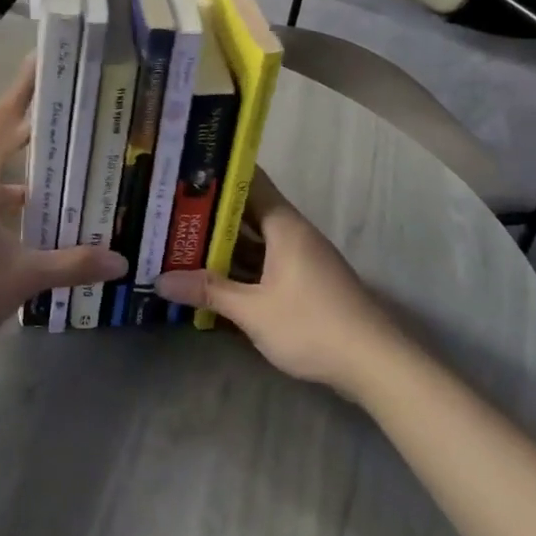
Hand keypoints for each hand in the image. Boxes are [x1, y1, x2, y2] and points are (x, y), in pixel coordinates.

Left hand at [0, 58, 127, 355]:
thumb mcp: (23, 276)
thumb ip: (72, 264)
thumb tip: (120, 263)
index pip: (2, 120)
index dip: (23, 90)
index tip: (37, 62)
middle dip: (24, 140)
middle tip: (59, 131)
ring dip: (8, 185)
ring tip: (43, 197)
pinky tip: (7, 234)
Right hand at [154, 172, 390, 391]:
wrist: (375, 365)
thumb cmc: (312, 325)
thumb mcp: (253, 310)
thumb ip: (208, 291)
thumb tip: (160, 280)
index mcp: (283, 225)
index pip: (249, 181)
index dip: (216, 174)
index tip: (181, 171)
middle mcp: (293, 233)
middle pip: (246, 212)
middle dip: (209, 213)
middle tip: (168, 209)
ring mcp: (300, 258)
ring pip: (254, 241)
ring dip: (222, 243)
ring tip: (179, 239)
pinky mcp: (304, 282)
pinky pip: (264, 262)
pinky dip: (239, 265)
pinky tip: (212, 276)